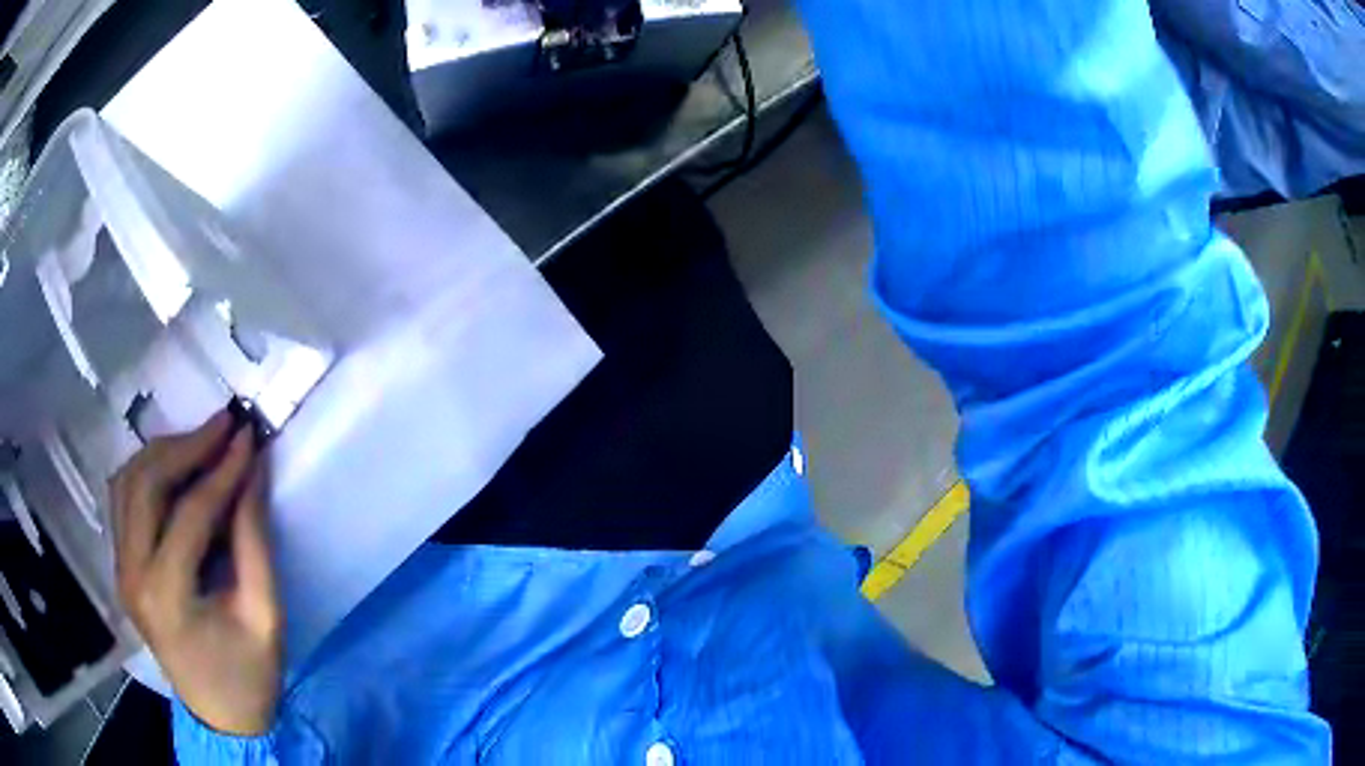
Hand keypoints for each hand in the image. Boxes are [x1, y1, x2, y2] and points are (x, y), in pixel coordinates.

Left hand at [111, 410, 282, 736]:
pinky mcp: (122, 566)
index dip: (222, 471)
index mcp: (166, 595)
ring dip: (163, 453)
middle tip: (224, 425)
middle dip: (186, 446)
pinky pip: (124, 499)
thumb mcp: (264, 617)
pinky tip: (174, 470)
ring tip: (202, 443)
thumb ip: (255, 542)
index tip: (249, 437)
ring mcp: (121, 568)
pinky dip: (146, 473)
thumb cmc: (248, 676)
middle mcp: (131, 573)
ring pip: (128, 481)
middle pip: (146, 483)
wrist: (220, 717)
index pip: (190, 513)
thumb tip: (252, 471)